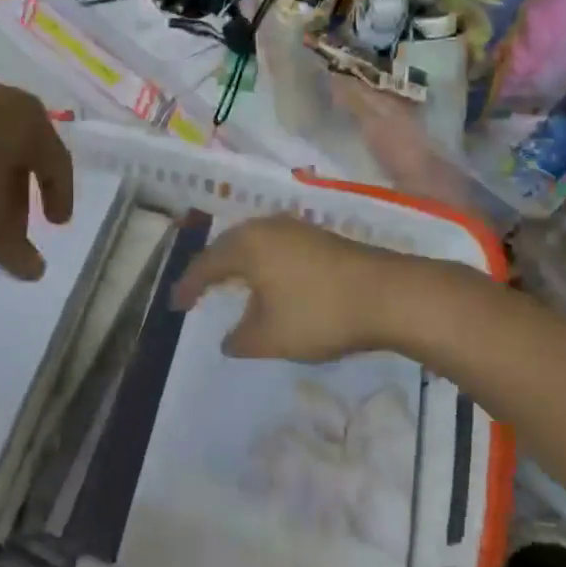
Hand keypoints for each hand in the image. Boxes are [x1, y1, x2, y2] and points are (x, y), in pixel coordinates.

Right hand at [171, 215, 412, 360]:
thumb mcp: (270, 337)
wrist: (389, 295)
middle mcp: (268, 227)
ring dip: (240, 264)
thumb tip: (229, 339)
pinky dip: (264, 264)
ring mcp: (298, 228)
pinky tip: (271, 282)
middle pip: (229, 245)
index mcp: (247, 245)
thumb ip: (241, 339)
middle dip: (212, 269)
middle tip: (198, 290)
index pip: (206, 264)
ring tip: (231, 285)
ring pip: (255, 243)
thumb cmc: (319, 313)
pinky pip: (277, 247)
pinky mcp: (321, 238)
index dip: (188, 286)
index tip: (176, 306)